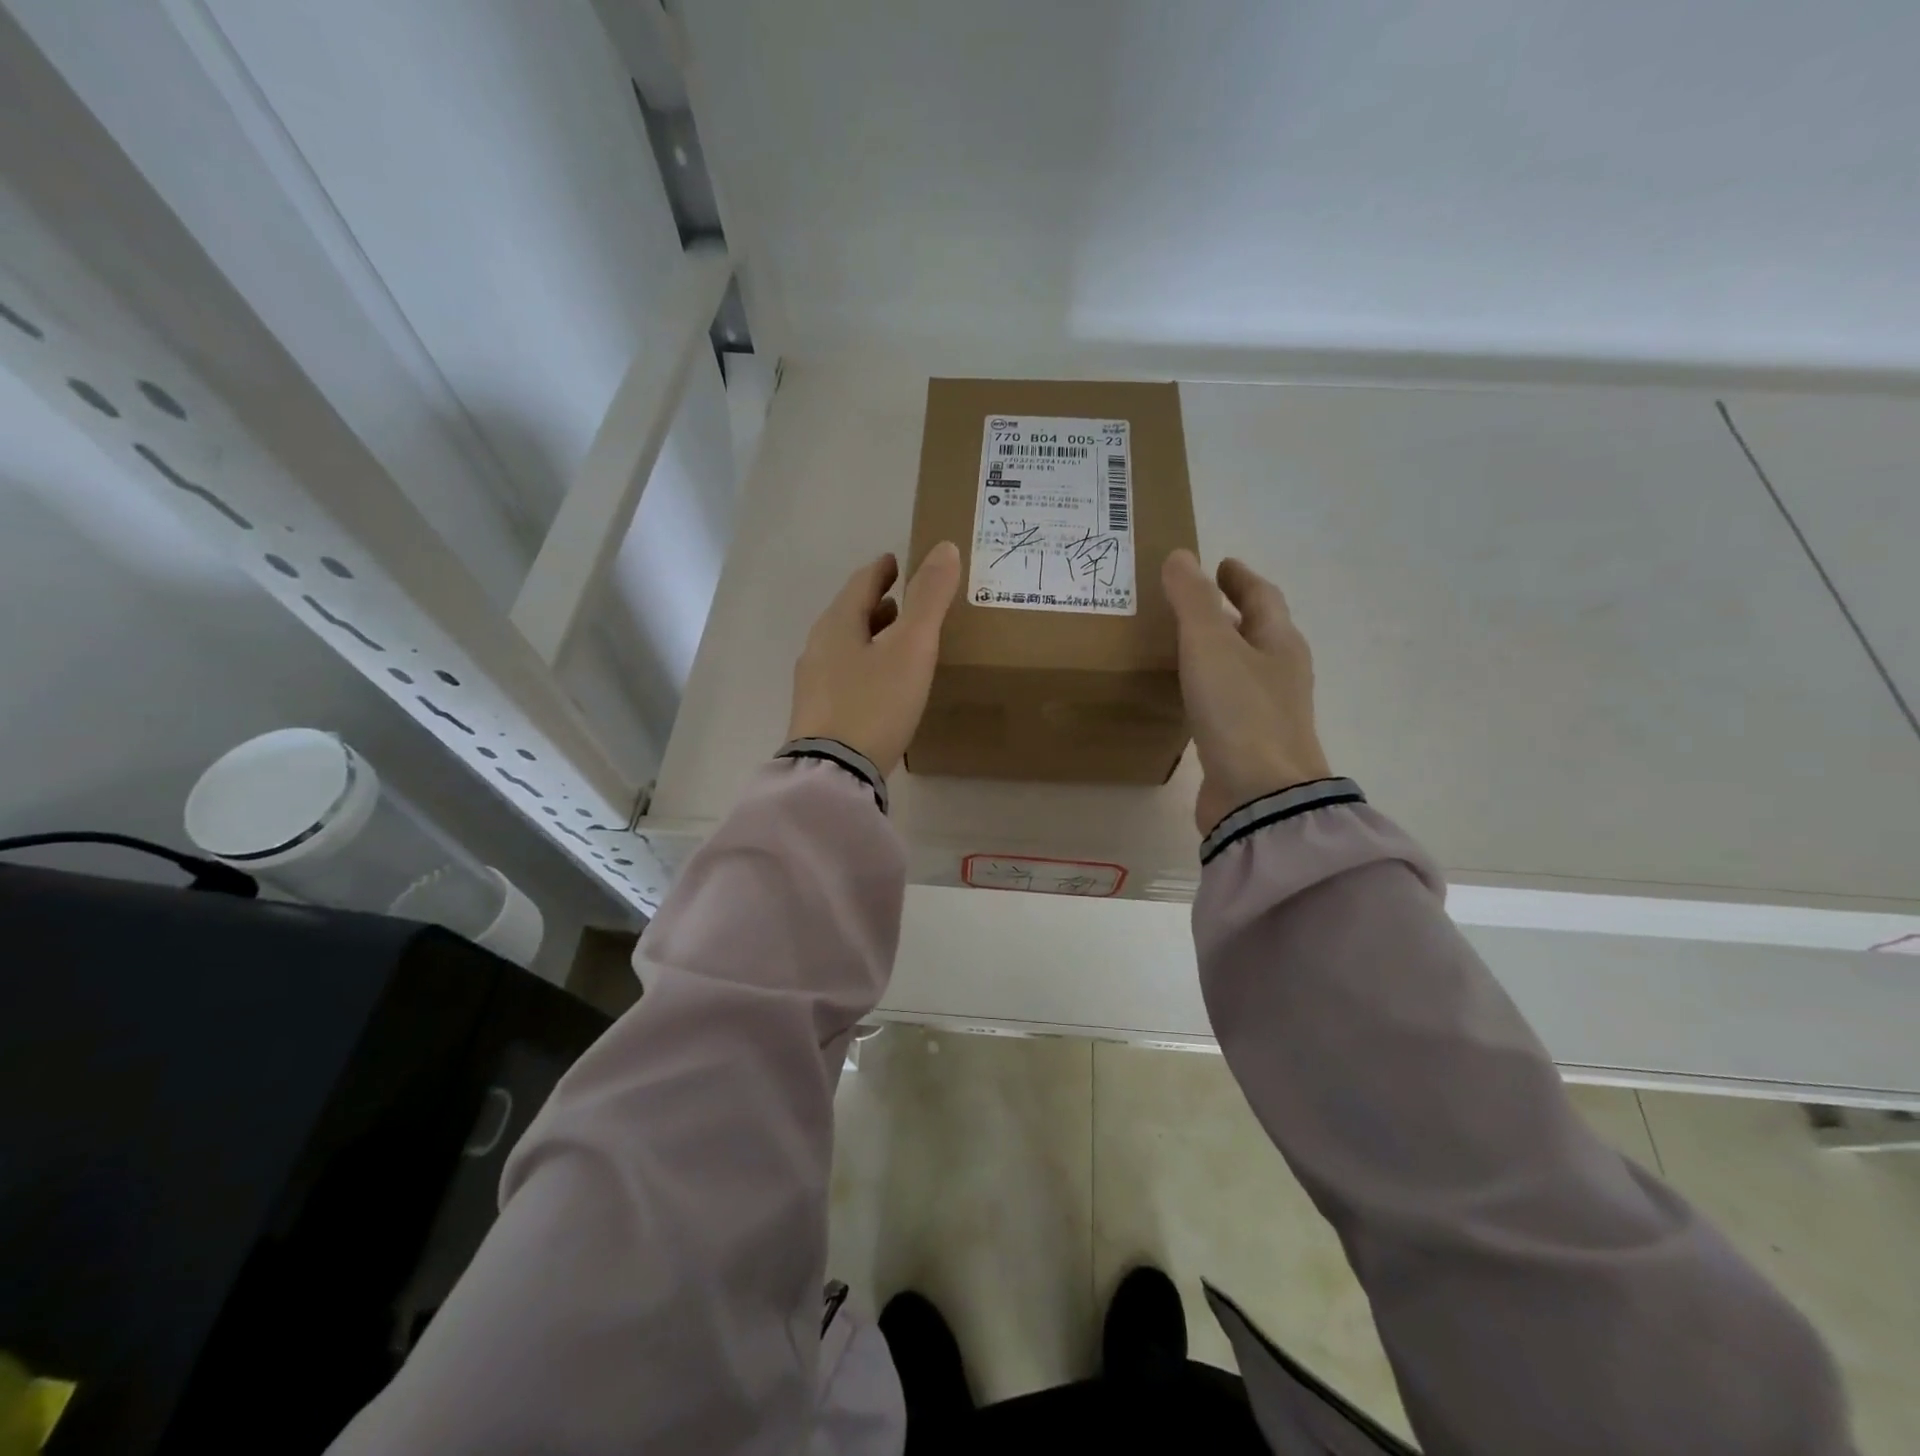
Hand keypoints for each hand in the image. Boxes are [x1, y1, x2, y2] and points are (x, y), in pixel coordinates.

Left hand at [787, 543, 961, 775]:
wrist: (834, 773)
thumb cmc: (875, 703)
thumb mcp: (911, 648)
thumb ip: (929, 598)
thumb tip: (945, 548)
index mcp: (837, 624)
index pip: (861, 583)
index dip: (882, 570)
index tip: (896, 562)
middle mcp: (818, 647)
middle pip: (849, 614)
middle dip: (876, 604)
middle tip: (904, 602)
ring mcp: (813, 683)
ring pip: (845, 646)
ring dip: (870, 636)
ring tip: (897, 641)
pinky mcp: (817, 715)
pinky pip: (843, 675)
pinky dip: (864, 665)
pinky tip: (880, 685)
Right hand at [1162, 550, 1332, 834]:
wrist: (1260, 797)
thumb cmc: (1240, 712)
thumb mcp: (1210, 645)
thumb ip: (1192, 600)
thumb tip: (1181, 556)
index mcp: (1279, 644)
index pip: (1263, 597)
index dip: (1241, 578)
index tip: (1221, 564)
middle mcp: (1280, 674)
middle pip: (1258, 632)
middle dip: (1231, 613)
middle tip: (1194, 600)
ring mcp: (1267, 712)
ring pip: (1242, 668)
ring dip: (1219, 651)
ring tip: (1183, 643)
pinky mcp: (1247, 744)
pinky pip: (1227, 702)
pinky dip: (1208, 687)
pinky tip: (1186, 695)